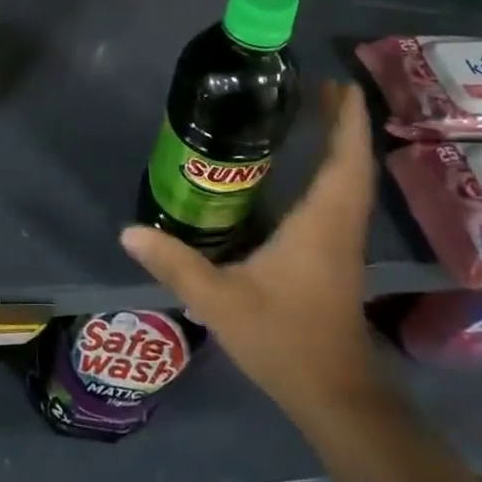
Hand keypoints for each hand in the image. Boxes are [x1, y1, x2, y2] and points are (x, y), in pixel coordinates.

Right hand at [121, 83, 383, 417]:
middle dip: (344, 124)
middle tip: (323, 88)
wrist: (335, 396)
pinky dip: (334, 173)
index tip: (336, 85)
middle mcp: (339, 226)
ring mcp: (343, 244)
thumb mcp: (220, 301)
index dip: (346, 122)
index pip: (343, 161)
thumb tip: (128, 231)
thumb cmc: (284, 340)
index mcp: (320, 224)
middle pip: (352, 164)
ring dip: (342, 147)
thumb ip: (175, 264)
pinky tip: (308, 173)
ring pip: (351, 183)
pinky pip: (342, 200)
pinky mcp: (337, 259)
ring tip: (320, 116)